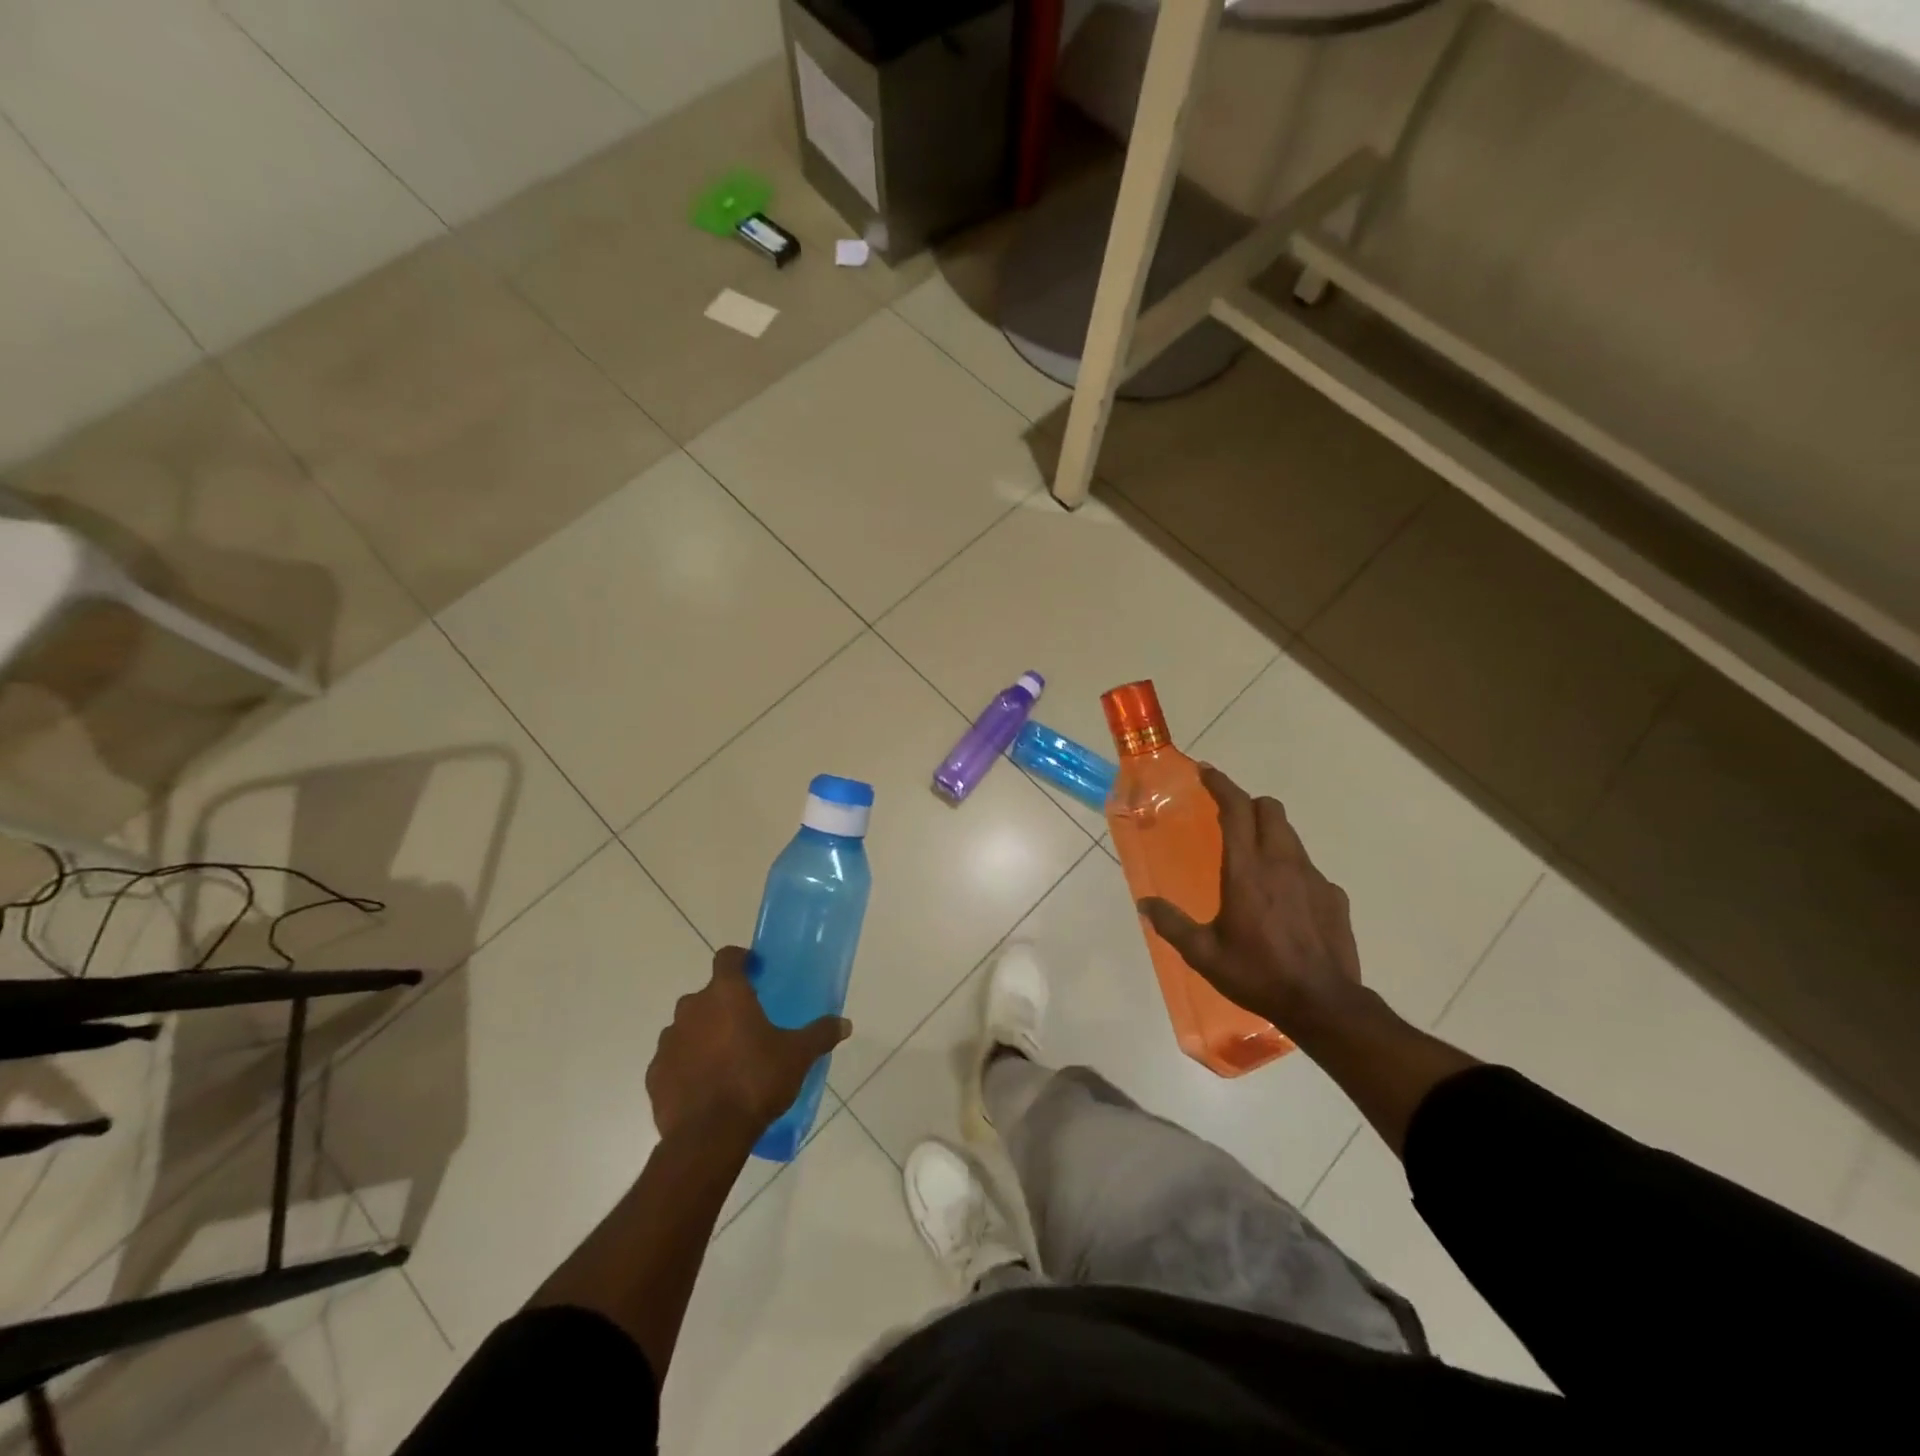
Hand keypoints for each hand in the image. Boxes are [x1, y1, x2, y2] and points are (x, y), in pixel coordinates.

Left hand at [647, 947, 850, 1143]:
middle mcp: (692, 1009)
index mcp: (726, 994)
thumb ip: (820, 1034)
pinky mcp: (654, 1075)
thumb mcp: (798, 1056)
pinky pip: (673, 1060)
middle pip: (708, 995)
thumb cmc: (756, 1081)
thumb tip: (845, 1024)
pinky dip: (687, 1065)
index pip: (727, 958)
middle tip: (748, 1025)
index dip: (741, 960)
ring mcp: (668, 1041)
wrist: (708, 1137)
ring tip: (727, 1059)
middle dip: (725, 1005)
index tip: (755, 972)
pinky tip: (705, 1086)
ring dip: (704, 1035)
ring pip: (688, 1027)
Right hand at [1139, 765, 1362, 1034]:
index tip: (1206, 772)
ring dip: (1269, 832)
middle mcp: (1282, 863)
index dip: (1221, 785)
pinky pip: (1308, 868)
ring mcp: (1313, 878)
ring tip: (1252, 858)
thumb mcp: (1204, 954)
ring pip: (1290, 835)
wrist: (1323, 1005)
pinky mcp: (1334, 896)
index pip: (1237, 809)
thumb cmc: (1257, 974)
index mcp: (1246, 870)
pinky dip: (1291, 868)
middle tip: (1229, 816)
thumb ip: (1172, 924)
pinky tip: (1283, 899)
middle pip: (1270, 809)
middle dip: (1248, 803)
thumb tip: (1145, 904)